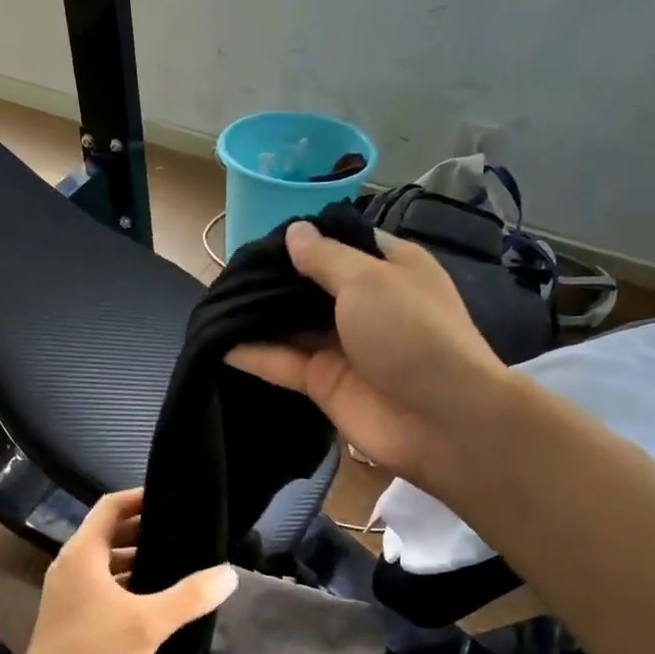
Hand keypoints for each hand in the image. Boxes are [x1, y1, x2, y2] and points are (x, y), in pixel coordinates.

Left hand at [7, 489, 237, 653]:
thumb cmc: (94, 653)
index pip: (111, 507)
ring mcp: (68, 589)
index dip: (140, 498)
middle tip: (183, 531)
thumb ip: (190, 596)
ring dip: (136, 557)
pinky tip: (154, 597)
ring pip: (106, 560)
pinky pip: (101, 583)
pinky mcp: (70, 612)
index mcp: (83, 553)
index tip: (172, 498)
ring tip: (175, 561)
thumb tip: (228, 573)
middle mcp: (71, 564)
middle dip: (144, 529)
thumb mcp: (149, 623)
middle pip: (109, 531)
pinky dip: (126, 580)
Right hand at [228, 220, 507, 494]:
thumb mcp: (369, 280)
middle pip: (308, 285)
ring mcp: (342, 345)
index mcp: (387, 268)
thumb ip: (324, 258)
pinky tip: (219, 343)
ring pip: (291, 325)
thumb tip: (293, 232)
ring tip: (213, 303)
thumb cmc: (412, 333)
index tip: (259, 238)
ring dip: (257, 316)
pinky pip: (283, 363)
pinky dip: (254, 354)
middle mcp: (363, 304)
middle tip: (225, 272)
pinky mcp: (323, 383)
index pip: (339, 245)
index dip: (303, 240)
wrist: (441, 420)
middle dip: (271, 279)